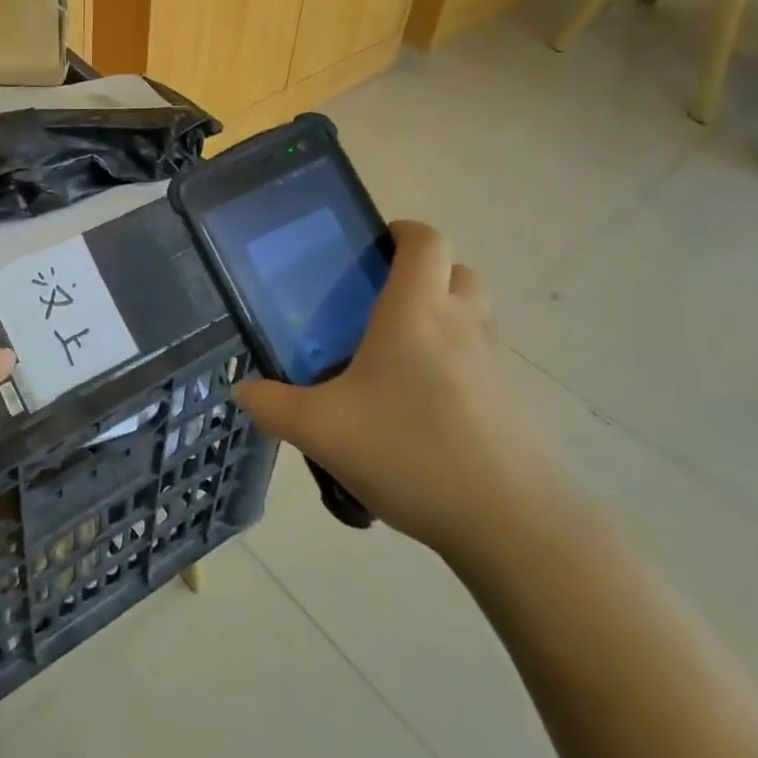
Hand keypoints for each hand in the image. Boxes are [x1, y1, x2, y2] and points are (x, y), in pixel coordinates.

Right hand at [234, 221, 570, 561]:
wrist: (513, 524)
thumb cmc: (411, 453)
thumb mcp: (321, 431)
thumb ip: (273, 405)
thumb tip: (243, 390)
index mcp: (416, 313)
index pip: (425, 241)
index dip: (401, 232)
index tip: (371, 250)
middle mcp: (462, 325)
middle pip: (457, 271)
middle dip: (423, 276)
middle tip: (380, 307)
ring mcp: (496, 364)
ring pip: (474, 316)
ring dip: (443, 319)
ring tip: (398, 361)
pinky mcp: (515, 403)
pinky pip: (484, 362)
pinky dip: (459, 366)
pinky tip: (425, 413)